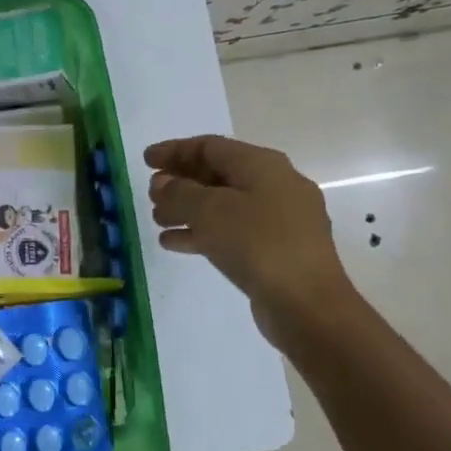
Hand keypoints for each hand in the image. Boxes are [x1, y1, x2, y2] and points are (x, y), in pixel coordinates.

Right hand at [144, 135, 355, 341]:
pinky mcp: (275, 249)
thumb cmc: (257, 244)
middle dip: (181, 181)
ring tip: (156, 220)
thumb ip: (179, 193)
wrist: (306, 303)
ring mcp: (278, 220)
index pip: (211, 146)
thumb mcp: (209, 211)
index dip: (174, 150)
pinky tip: (173, 243)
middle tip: (150, 193)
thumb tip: (163, 184)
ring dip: (187, 209)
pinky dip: (202, 232)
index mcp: (262, 165)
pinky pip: (231, 231)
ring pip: (223, 205)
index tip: (145, 160)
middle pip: (218, 174)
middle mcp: (274, 185)